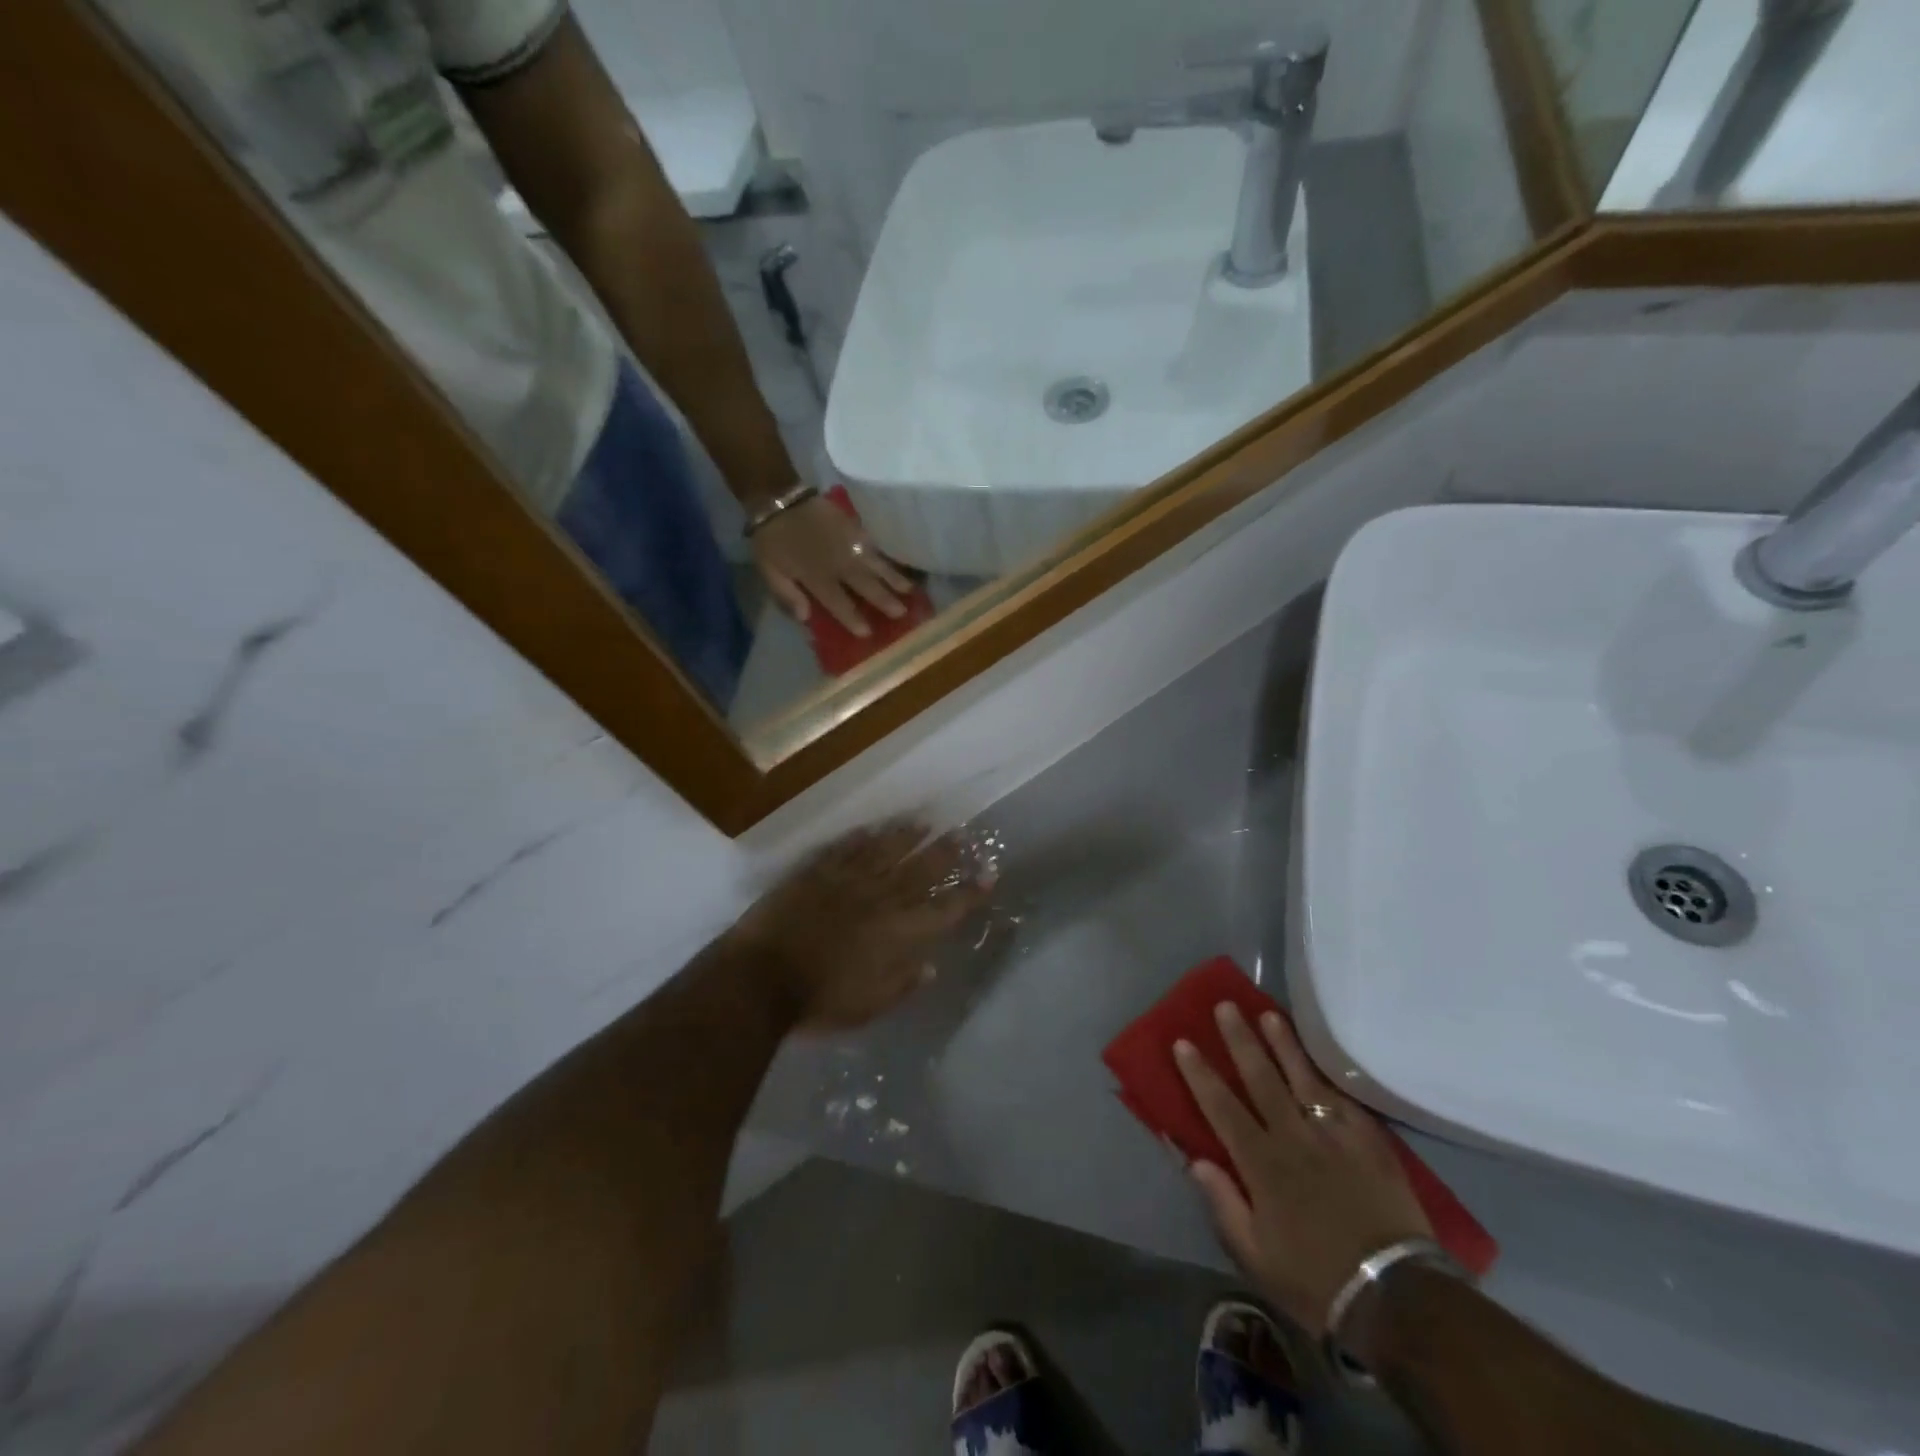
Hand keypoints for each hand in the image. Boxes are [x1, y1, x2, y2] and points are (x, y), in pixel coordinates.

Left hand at [726, 823, 994, 1029]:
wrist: (763, 977)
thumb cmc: (820, 1001)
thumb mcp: (870, 1006)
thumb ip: (903, 984)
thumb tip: (931, 966)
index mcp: (900, 933)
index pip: (946, 909)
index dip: (970, 892)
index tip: (989, 875)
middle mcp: (882, 899)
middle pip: (922, 869)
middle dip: (946, 852)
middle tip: (963, 834)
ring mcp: (849, 881)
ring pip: (886, 850)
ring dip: (908, 835)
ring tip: (925, 820)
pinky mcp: (818, 872)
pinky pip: (845, 848)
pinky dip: (861, 837)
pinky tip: (872, 828)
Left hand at [751, 492, 916, 637]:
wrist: (778, 499)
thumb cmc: (771, 540)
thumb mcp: (769, 572)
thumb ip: (787, 595)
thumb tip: (805, 618)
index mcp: (817, 577)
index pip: (839, 603)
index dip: (853, 618)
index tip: (868, 632)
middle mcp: (838, 563)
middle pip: (866, 585)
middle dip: (884, 600)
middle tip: (902, 613)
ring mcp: (849, 544)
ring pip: (876, 564)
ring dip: (894, 578)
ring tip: (910, 590)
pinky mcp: (853, 527)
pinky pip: (874, 545)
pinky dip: (886, 556)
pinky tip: (898, 563)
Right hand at [1174, 1004, 1432, 1334]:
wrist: (1398, 1299)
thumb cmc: (1317, 1280)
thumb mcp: (1256, 1256)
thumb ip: (1223, 1204)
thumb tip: (1195, 1160)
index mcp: (1262, 1164)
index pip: (1222, 1107)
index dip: (1200, 1073)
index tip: (1183, 1042)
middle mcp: (1294, 1138)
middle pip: (1261, 1078)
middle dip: (1240, 1040)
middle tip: (1225, 1006)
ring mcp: (1335, 1136)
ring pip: (1303, 1077)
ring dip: (1283, 1043)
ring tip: (1269, 1014)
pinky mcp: (1370, 1143)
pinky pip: (1344, 1100)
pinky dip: (1327, 1076)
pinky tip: (1319, 1059)